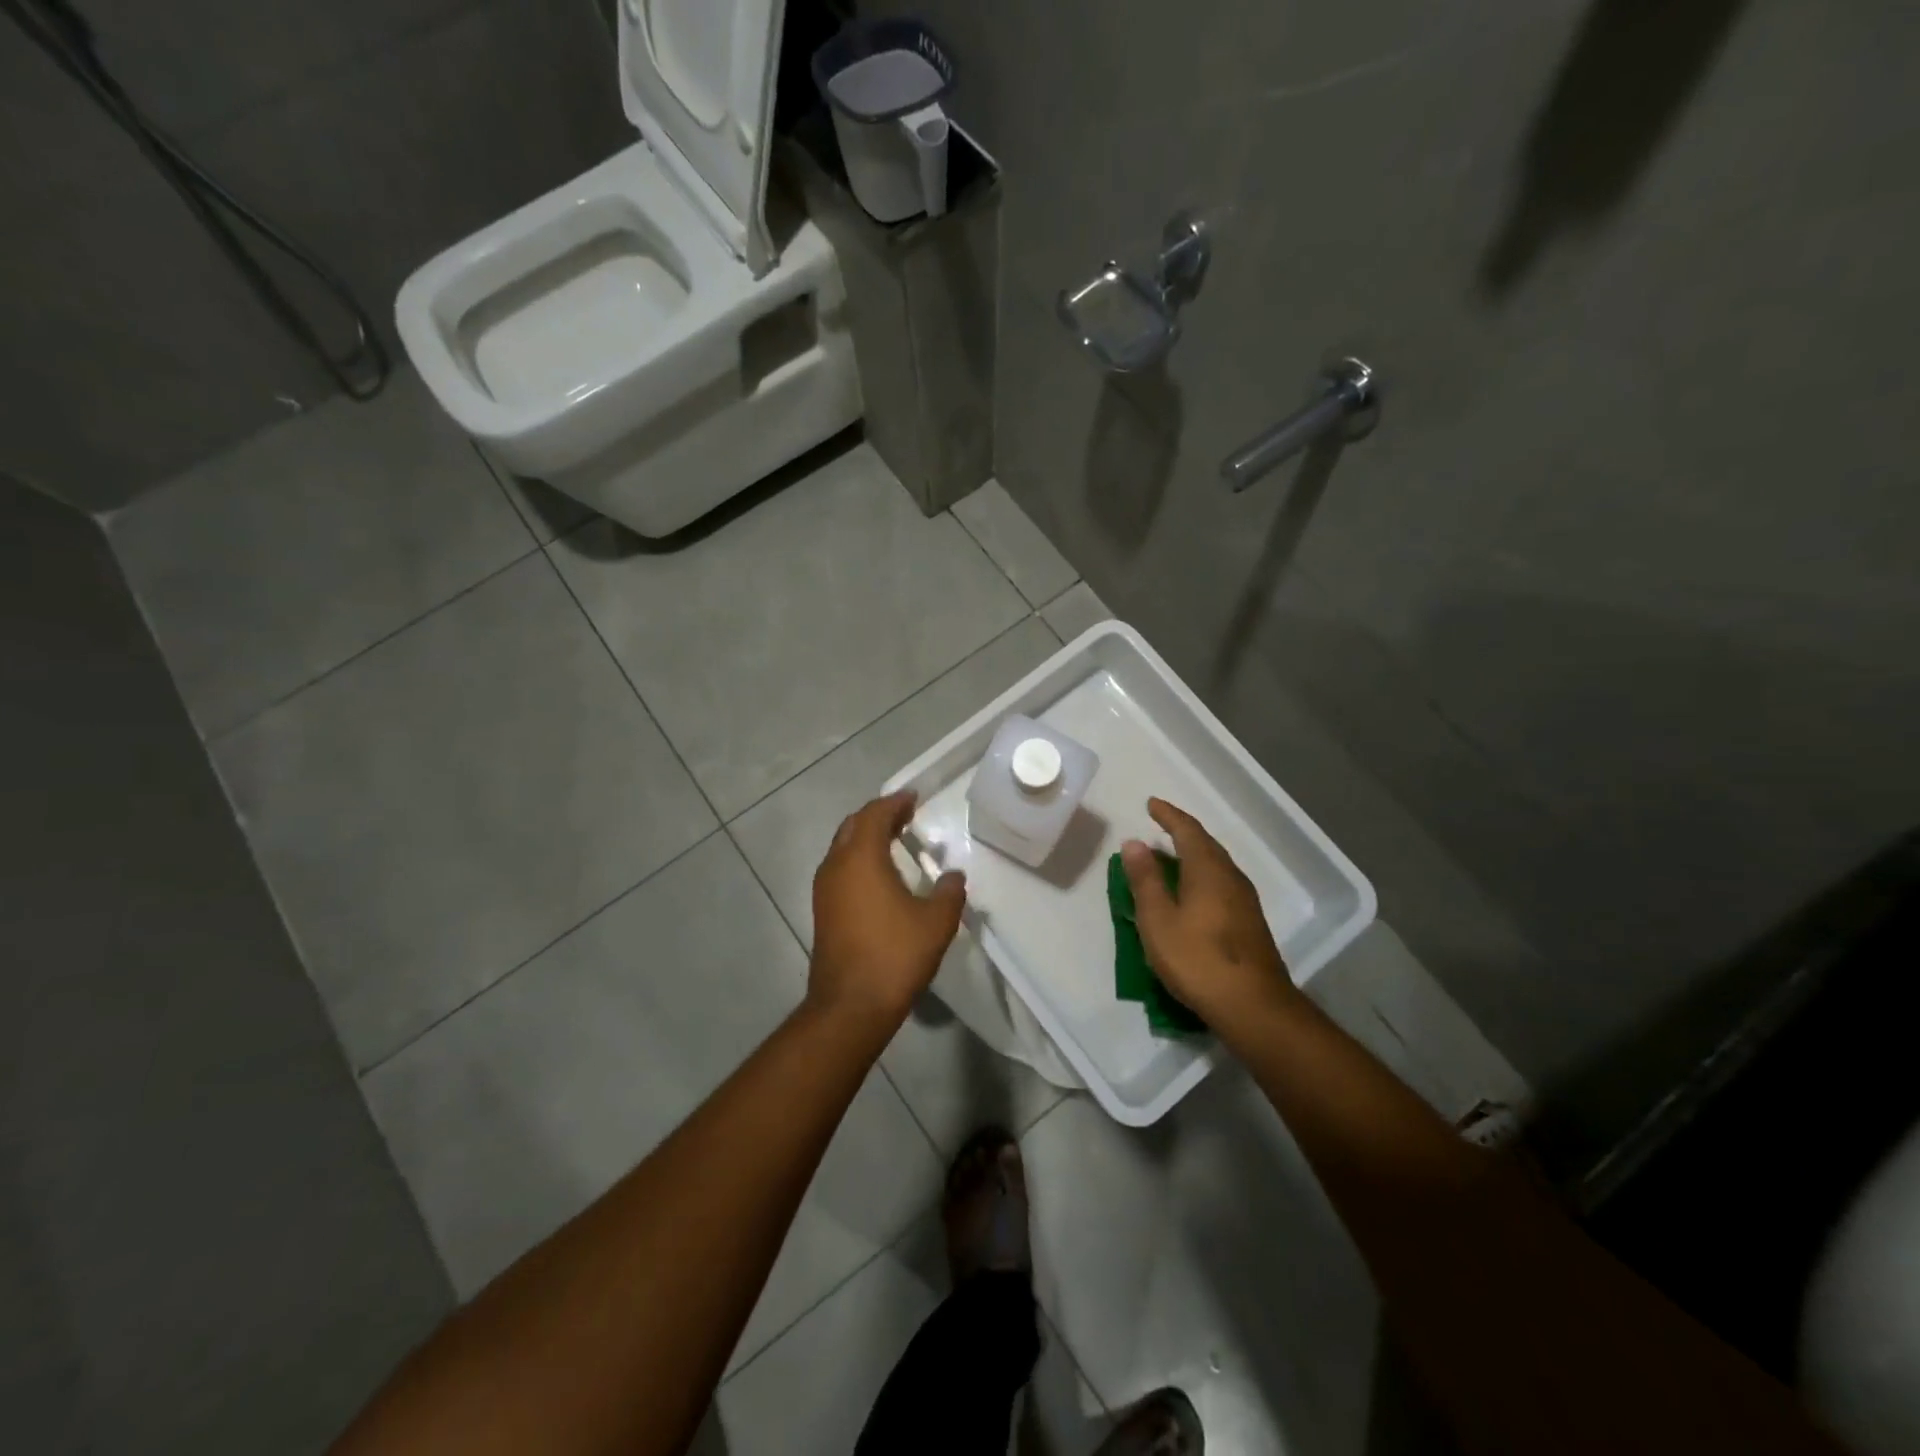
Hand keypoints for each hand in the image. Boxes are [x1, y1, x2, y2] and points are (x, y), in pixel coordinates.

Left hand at [809, 791, 966, 1026]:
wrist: (850, 1005)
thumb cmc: (895, 955)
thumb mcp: (936, 922)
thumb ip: (948, 892)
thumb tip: (953, 876)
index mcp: (861, 857)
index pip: (874, 814)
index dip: (894, 803)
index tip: (913, 797)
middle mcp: (836, 866)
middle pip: (853, 826)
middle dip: (877, 816)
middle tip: (904, 815)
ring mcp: (824, 890)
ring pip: (842, 848)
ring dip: (865, 838)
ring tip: (893, 840)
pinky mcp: (822, 911)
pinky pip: (839, 869)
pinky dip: (858, 860)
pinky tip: (879, 876)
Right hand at [1120, 797, 1298, 1025]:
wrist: (1254, 1006)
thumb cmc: (1198, 959)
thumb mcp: (1158, 920)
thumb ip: (1145, 880)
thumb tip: (1134, 842)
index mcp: (1207, 870)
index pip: (1187, 830)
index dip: (1169, 815)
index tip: (1151, 804)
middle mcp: (1231, 877)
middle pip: (1206, 845)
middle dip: (1182, 832)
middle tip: (1160, 825)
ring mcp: (1245, 901)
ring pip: (1216, 865)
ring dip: (1194, 854)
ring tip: (1172, 856)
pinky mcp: (1250, 923)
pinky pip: (1221, 883)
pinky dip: (1202, 875)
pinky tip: (1193, 892)